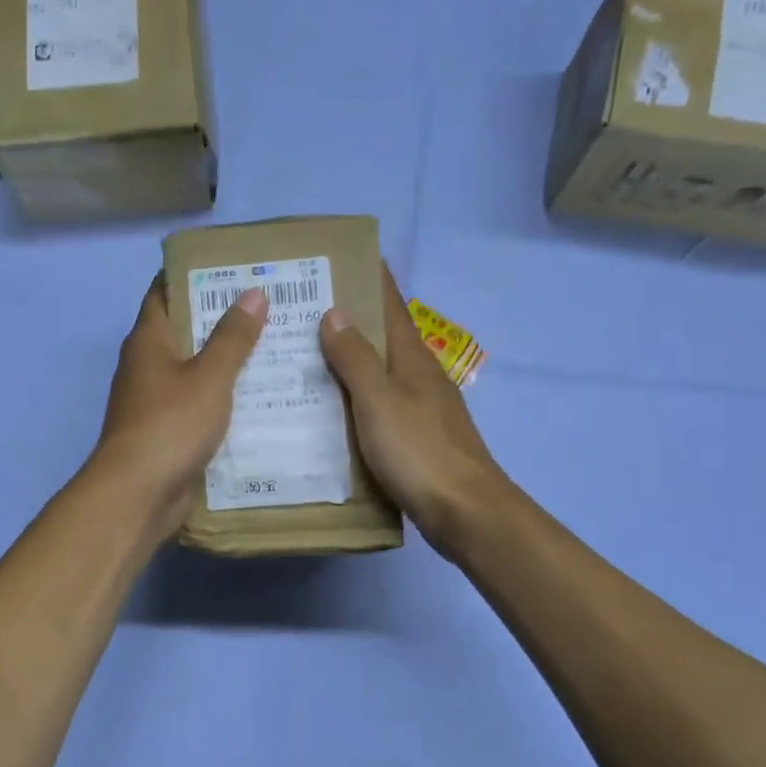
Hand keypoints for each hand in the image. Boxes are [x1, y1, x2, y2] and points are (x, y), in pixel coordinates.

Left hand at [90, 277, 267, 532]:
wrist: (137, 493)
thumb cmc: (171, 424)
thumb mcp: (209, 376)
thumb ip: (232, 336)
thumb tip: (253, 293)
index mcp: (148, 340)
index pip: (165, 292)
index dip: (195, 276)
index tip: (234, 268)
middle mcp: (145, 365)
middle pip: (182, 330)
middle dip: (220, 318)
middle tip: (267, 306)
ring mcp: (152, 400)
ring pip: (192, 369)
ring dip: (224, 360)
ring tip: (272, 347)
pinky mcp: (164, 430)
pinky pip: (196, 403)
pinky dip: (220, 396)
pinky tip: (256, 396)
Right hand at [320, 267, 504, 551]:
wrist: (463, 510)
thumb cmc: (419, 450)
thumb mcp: (379, 400)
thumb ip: (355, 358)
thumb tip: (334, 311)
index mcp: (411, 357)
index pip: (390, 304)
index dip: (370, 277)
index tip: (341, 256)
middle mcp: (418, 375)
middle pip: (381, 335)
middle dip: (348, 316)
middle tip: (301, 307)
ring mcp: (419, 406)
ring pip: (377, 371)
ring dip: (347, 358)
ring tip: (303, 352)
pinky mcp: (414, 436)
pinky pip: (376, 403)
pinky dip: (352, 395)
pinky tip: (328, 405)